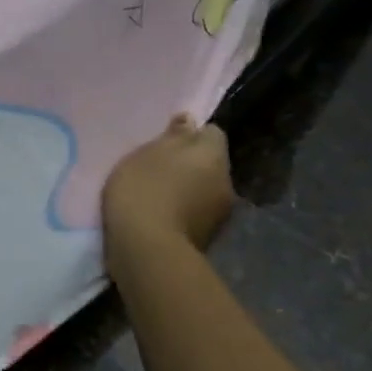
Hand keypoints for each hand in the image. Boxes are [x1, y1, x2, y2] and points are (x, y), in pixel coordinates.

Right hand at [102, 113, 235, 269]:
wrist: (147, 250)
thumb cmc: (144, 190)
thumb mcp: (147, 153)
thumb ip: (172, 135)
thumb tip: (190, 120)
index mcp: (214, 154)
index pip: (211, 133)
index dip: (189, 135)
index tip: (164, 143)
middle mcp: (227, 181)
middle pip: (209, 164)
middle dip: (189, 165)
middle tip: (156, 169)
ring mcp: (220, 214)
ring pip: (203, 191)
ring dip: (186, 191)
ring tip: (155, 197)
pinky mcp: (207, 239)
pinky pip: (195, 215)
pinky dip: (181, 214)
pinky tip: (158, 218)